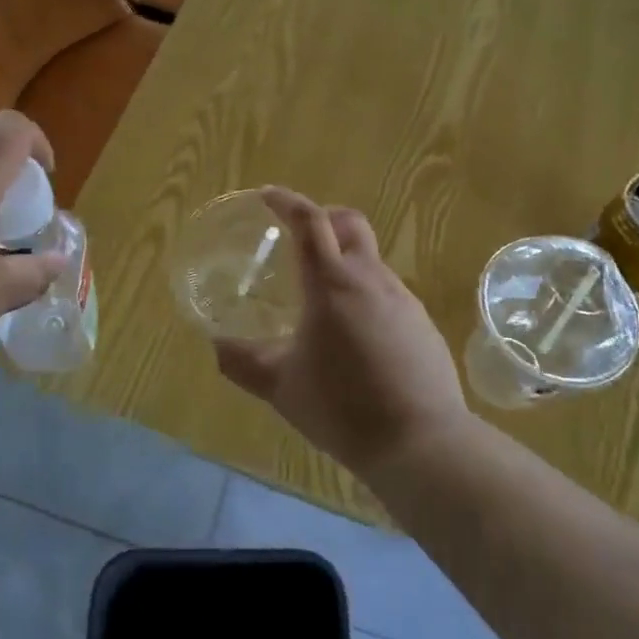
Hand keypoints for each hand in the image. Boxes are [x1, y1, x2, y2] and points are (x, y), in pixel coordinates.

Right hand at [214, 188, 469, 476]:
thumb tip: (216, 346)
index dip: (286, 201)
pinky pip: (388, 291)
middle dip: (323, 218)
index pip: (309, 221)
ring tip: (322, 297)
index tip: (268, 196)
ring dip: (345, 260)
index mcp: (331, 283)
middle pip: (349, 223)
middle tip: (299, 237)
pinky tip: (356, 333)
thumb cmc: (342, 407)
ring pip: (370, 259)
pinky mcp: (422, 323)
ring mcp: (402, 299)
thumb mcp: (281, 387)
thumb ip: (243, 362)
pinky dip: (365, 293)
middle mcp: (370, 279)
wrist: (420, 442)